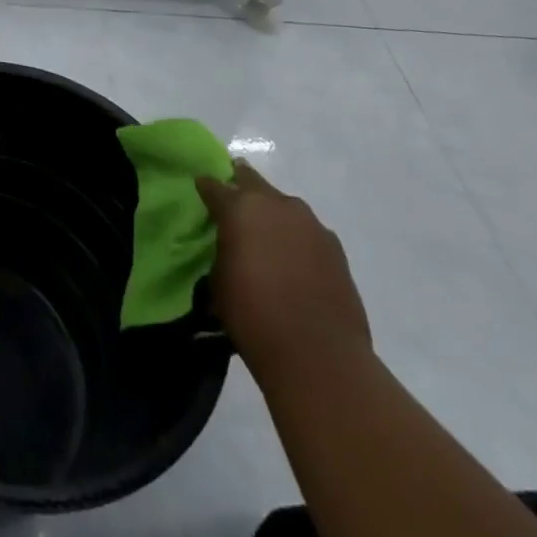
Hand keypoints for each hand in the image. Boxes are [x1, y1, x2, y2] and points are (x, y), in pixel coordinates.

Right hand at [197, 163, 370, 380]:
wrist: (320, 357)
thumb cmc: (254, 316)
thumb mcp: (218, 279)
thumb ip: (222, 249)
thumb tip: (229, 245)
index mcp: (239, 207)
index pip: (214, 185)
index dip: (205, 189)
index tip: (201, 195)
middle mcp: (275, 204)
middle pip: (251, 180)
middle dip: (239, 187)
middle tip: (232, 204)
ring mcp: (310, 223)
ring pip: (282, 204)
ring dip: (271, 213)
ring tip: (265, 237)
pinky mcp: (335, 246)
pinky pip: (306, 230)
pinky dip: (296, 237)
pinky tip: (292, 259)